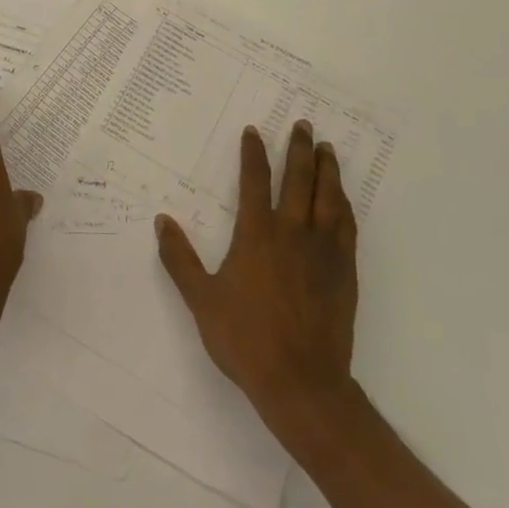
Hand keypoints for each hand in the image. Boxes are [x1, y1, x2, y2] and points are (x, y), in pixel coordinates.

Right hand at [155, 121, 358, 439]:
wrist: (302, 382)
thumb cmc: (245, 339)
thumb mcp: (201, 299)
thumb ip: (180, 258)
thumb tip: (161, 220)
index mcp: (257, 235)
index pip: (255, 180)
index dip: (253, 153)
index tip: (254, 131)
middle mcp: (293, 233)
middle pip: (299, 179)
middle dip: (299, 149)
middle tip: (303, 125)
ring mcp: (323, 251)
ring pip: (328, 197)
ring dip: (327, 169)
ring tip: (327, 149)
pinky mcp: (344, 271)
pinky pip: (347, 226)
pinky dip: (344, 204)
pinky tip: (343, 198)